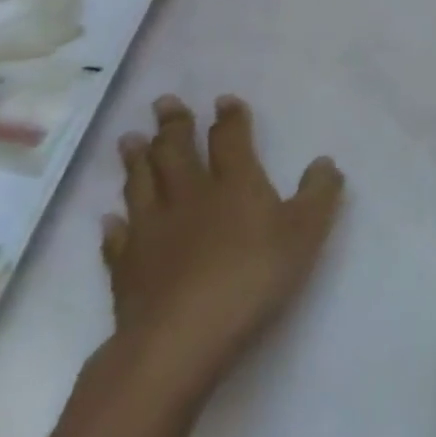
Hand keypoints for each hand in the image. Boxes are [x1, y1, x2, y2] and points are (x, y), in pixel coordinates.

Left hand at [102, 96, 342, 395]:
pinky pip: (118, 237)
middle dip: (173, 125)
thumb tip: (324, 162)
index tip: (223, 100)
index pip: (231, 140)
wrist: (182, 336)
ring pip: (141, 184)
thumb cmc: (254, 275)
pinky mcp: (126, 267)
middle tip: (164, 102)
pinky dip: (115, 224)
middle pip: (177, 152)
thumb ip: (318, 194)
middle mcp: (189, 196)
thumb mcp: (306, 232)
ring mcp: (152, 230)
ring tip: (129, 139)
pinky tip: (111, 218)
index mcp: (235, 184)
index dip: (229, 118)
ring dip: (137, 160)